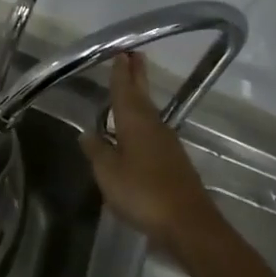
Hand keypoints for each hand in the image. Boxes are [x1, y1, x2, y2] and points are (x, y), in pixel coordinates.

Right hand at [81, 53, 216, 247]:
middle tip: (133, 55)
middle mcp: (153, 126)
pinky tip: (136, 129)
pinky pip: (154, 130)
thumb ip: (97, 151)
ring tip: (131, 87)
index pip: (124, 90)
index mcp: (135, 122)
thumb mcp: (108, 173)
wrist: (188, 224)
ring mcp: (167, 143)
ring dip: (140, 96)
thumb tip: (87, 133)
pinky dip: (143, 120)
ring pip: (149, 112)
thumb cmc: (143, 192)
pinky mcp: (174, 161)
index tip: (120, 52)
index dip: (120, 72)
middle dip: (136, 76)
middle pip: (141, 95)